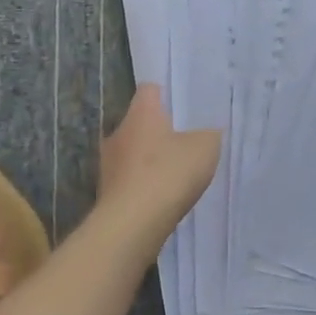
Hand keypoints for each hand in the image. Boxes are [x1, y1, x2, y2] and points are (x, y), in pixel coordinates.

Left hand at [98, 84, 220, 233]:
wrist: (131, 225)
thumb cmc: (168, 174)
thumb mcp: (205, 148)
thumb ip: (209, 135)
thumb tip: (208, 133)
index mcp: (141, 113)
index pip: (149, 90)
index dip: (165, 94)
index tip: (181, 105)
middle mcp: (118, 132)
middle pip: (139, 122)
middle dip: (158, 131)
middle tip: (183, 140)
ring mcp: (108, 164)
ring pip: (131, 152)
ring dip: (148, 160)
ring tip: (174, 173)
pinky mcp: (106, 192)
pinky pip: (129, 179)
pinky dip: (143, 184)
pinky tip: (161, 197)